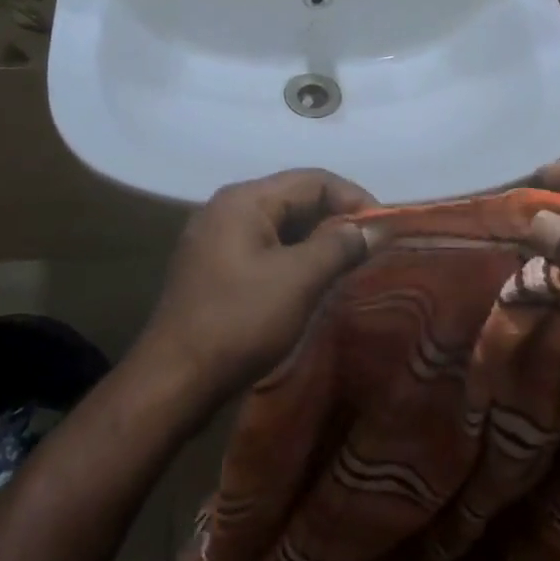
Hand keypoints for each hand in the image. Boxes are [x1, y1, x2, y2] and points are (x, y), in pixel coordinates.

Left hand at [139, 169, 374, 407]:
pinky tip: (312, 281)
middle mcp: (227, 208)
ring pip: (280, 225)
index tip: (385, 229)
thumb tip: (377, 228)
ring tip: (349, 264)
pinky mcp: (213, 268)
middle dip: (337, 218)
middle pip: (295, 198)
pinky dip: (293, 257)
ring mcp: (215, 238)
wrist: (173, 381)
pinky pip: (263, 248)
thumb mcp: (299, 280)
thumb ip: (341, 245)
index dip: (354, 199)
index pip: (313, 179)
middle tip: (371, 248)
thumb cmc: (239, 321)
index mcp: (245, 199)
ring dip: (317, 240)